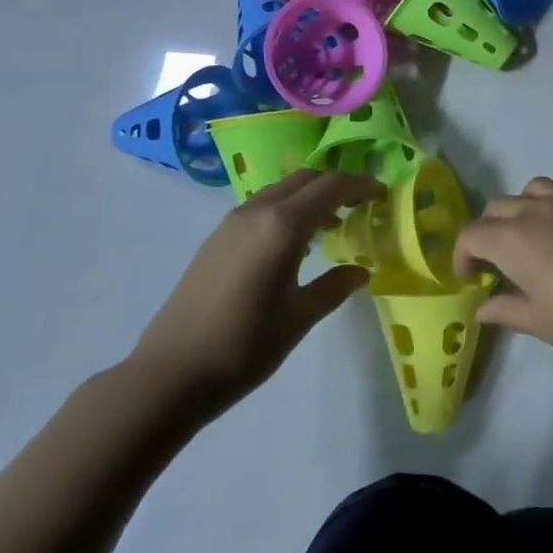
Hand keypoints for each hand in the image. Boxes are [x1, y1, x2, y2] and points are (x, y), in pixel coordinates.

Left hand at [127, 169, 383, 419]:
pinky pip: (262, 206)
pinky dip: (287, 209)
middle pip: (306, 179)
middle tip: (361, 205)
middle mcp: (258, 211)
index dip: (361, 185)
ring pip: (281, 190)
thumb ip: (334, 287)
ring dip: (310, 196)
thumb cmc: (244, 345)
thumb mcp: (300, 318)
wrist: (170, 374)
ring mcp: (232, 222)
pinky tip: (293, 245)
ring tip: (331, 225)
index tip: (383, 195)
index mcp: (283, 226)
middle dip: (337, 185)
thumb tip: (361, 271)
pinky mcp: (216, 238)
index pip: (332, 186)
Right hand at [453, 177, 552, 381]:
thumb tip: (483, 307)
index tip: (469, 278)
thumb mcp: (543, 324)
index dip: (463, 255)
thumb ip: (508, 309)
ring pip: (536, 190)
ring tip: (534, 240)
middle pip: (500, 207)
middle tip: (498, 262)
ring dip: (524, 210)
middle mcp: (541, 208)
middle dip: (490, 231)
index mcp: (515, 238)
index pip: (472, 234)